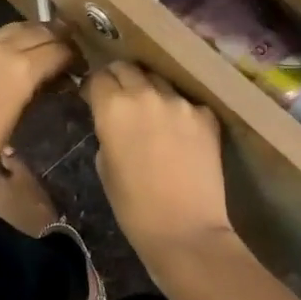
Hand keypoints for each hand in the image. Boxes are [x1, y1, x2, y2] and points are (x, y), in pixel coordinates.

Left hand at [0, 22, 73, 193]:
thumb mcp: (16, 121)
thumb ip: (35, 92)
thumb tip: (52, 80)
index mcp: (21, 68)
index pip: (58, 49)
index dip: (74, 55)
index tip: (81, 65)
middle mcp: (1, 49)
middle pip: (39, 30)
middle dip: (58, 37)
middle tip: (69, 51)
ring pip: (15, 28)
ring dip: (34, 34)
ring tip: (45, 49)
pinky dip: (11, 42)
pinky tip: (13, 59)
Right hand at [83, 61, 236, 269]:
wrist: (186, 231)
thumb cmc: (134, 208)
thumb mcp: (104, 167)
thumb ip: (107, 133)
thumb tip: (114, 122)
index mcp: (113, 107)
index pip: (98, 78)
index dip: (94, 88)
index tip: (95, 99)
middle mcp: (146, 94)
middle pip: (127, 68)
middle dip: (119, 79)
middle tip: (119, 99)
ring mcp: (180, 102)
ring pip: (158, 80)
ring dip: (149, 90)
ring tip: (151, 112)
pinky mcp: (206, 115)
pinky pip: (186, 102)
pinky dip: (179, 110)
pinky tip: (179, 132)